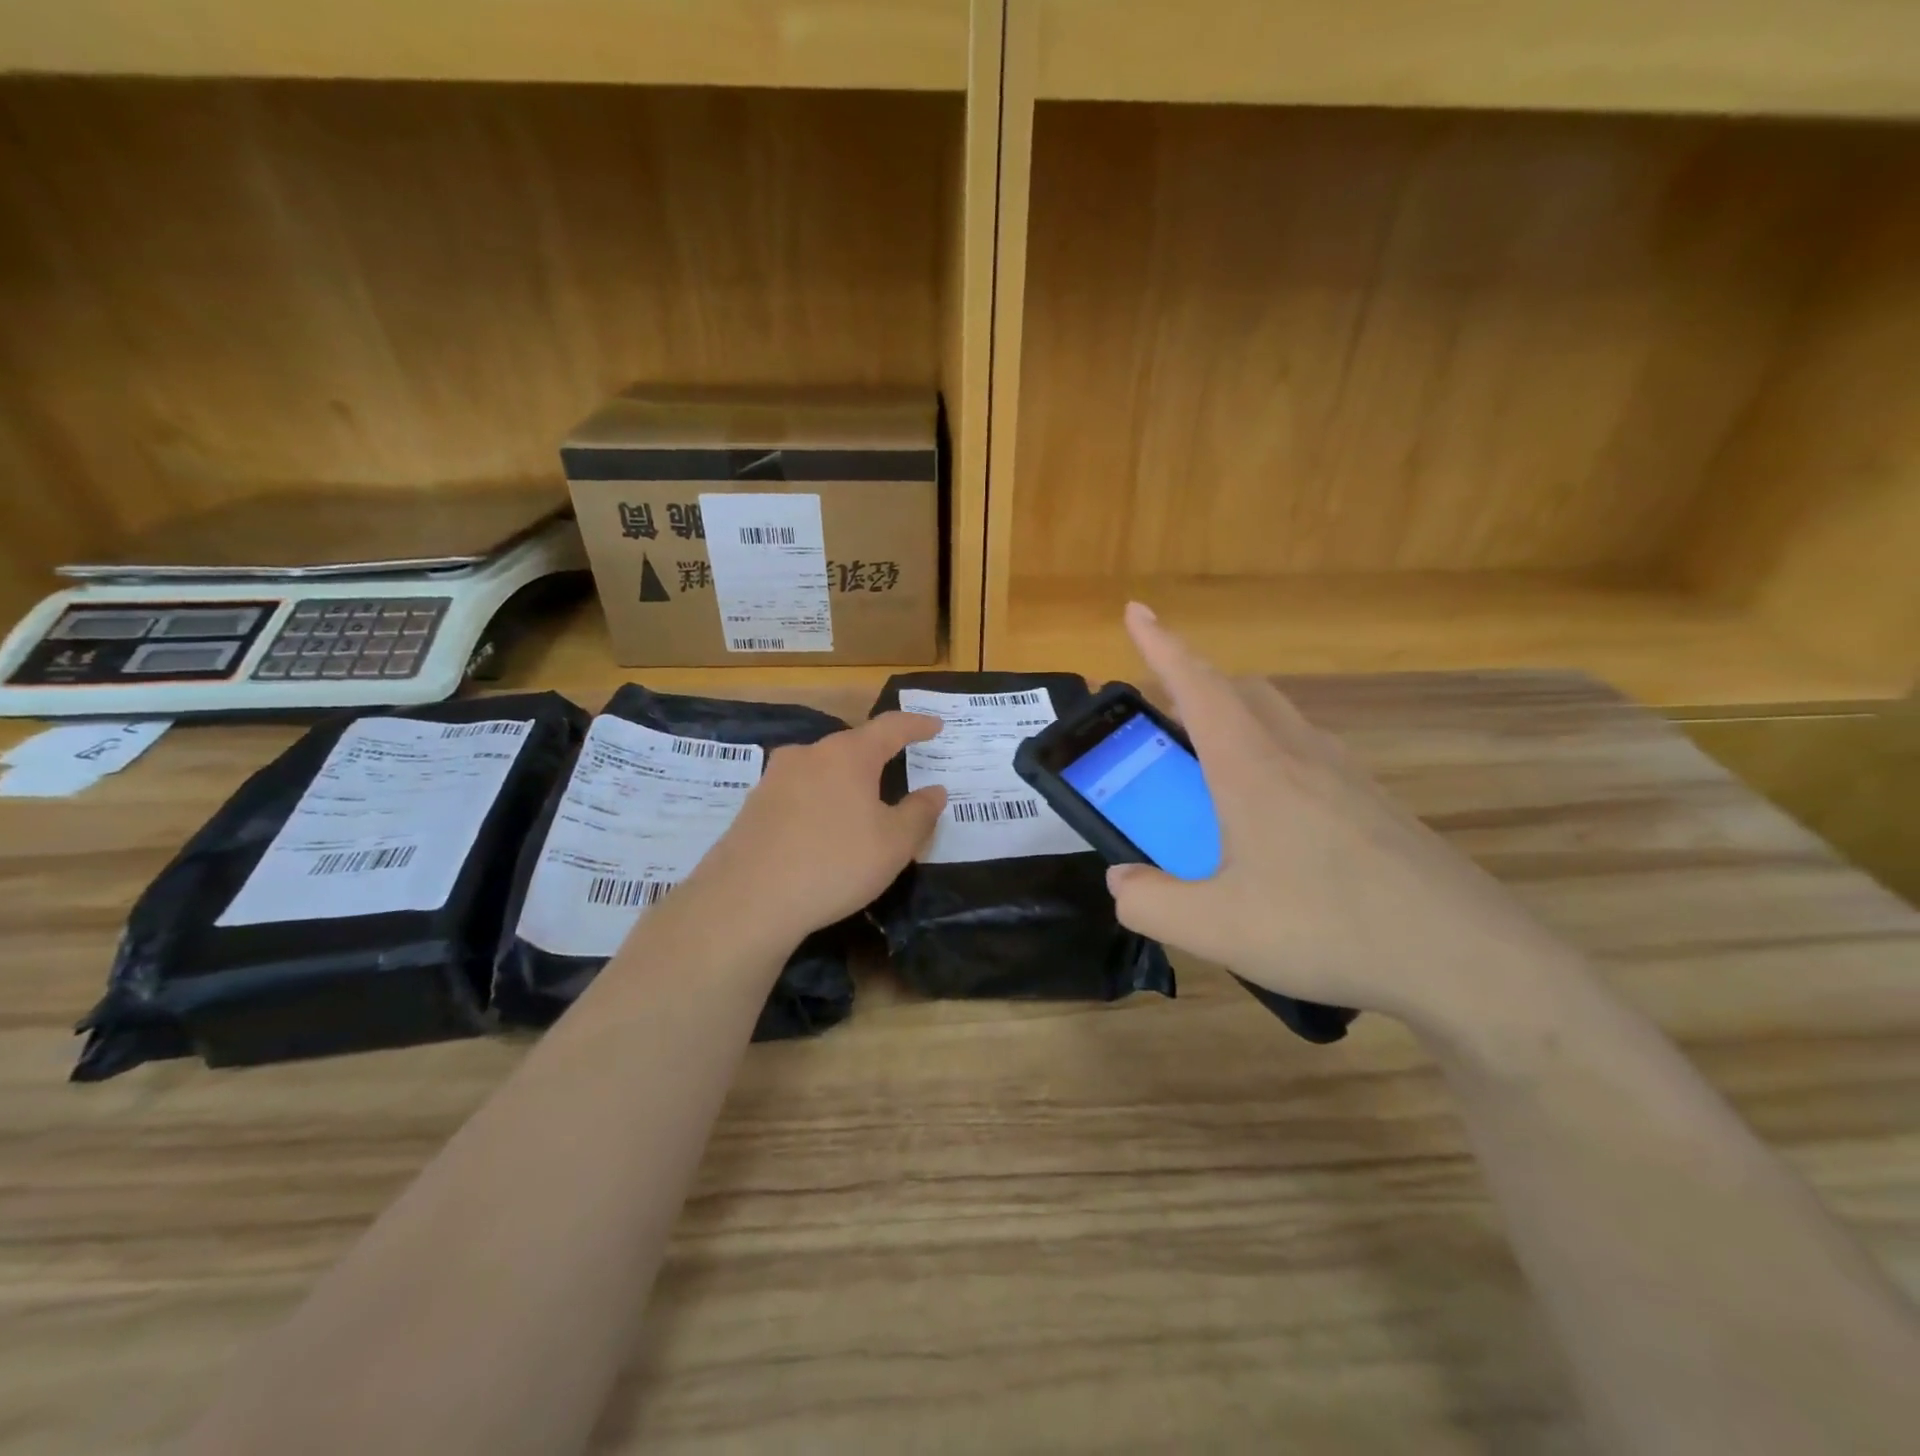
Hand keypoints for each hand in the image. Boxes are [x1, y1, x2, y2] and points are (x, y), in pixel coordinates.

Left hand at [683, 712, 947, 951]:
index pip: (891, 727)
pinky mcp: (752, 807)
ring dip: (844, 785)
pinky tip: (821, 834)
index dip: (916, 725)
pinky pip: (797, 795)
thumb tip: (934, 790)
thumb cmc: (834, 863)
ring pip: (821, 772)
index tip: (935, 726)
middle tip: (898, 777)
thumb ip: (919, 813)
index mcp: (848, 755)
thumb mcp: (894, 844)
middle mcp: (808, 755)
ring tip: (859, 811)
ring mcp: (774, 779)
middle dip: (877, 760)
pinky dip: (818, 805)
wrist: (747, 901)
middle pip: (852, 748)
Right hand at [1107, 603, 1575, 1028]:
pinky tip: (1271, 819)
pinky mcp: (1376, 805)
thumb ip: (1149, 902)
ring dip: (1236, 720)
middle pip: (1242, 690)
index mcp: (1253, 768)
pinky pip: (1310, 755)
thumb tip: (1122, 881)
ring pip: (1280, 719)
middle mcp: (1300, 755)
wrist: (1466, 959)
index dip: (1161, 644)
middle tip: (1164, 712)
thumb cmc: (1328, 929)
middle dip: (1195, 684)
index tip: (1136, 610)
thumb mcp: (1214, 928)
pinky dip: (1272, 757)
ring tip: (1210, 768)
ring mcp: (1346, 777)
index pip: (1198, 685)